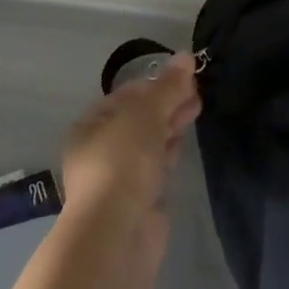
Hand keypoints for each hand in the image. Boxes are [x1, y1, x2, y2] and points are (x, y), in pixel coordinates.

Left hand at [60, 55, 201, 237]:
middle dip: (167, 103)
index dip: (156, 83)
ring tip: (196, 110)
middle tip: (197, 92)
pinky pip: (155, 167)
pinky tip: (183, 143)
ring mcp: (118, 178)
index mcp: (90, 126)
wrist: (117, 232)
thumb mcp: (146, 113)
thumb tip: (186, 56)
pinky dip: (169, 152)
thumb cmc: (123, 161)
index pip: (126, 95)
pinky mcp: (137, 200)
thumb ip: (168, 86)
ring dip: (170, 125)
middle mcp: (99, 150)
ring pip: (148, 142)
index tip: (186, 77)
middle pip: (138, 119)